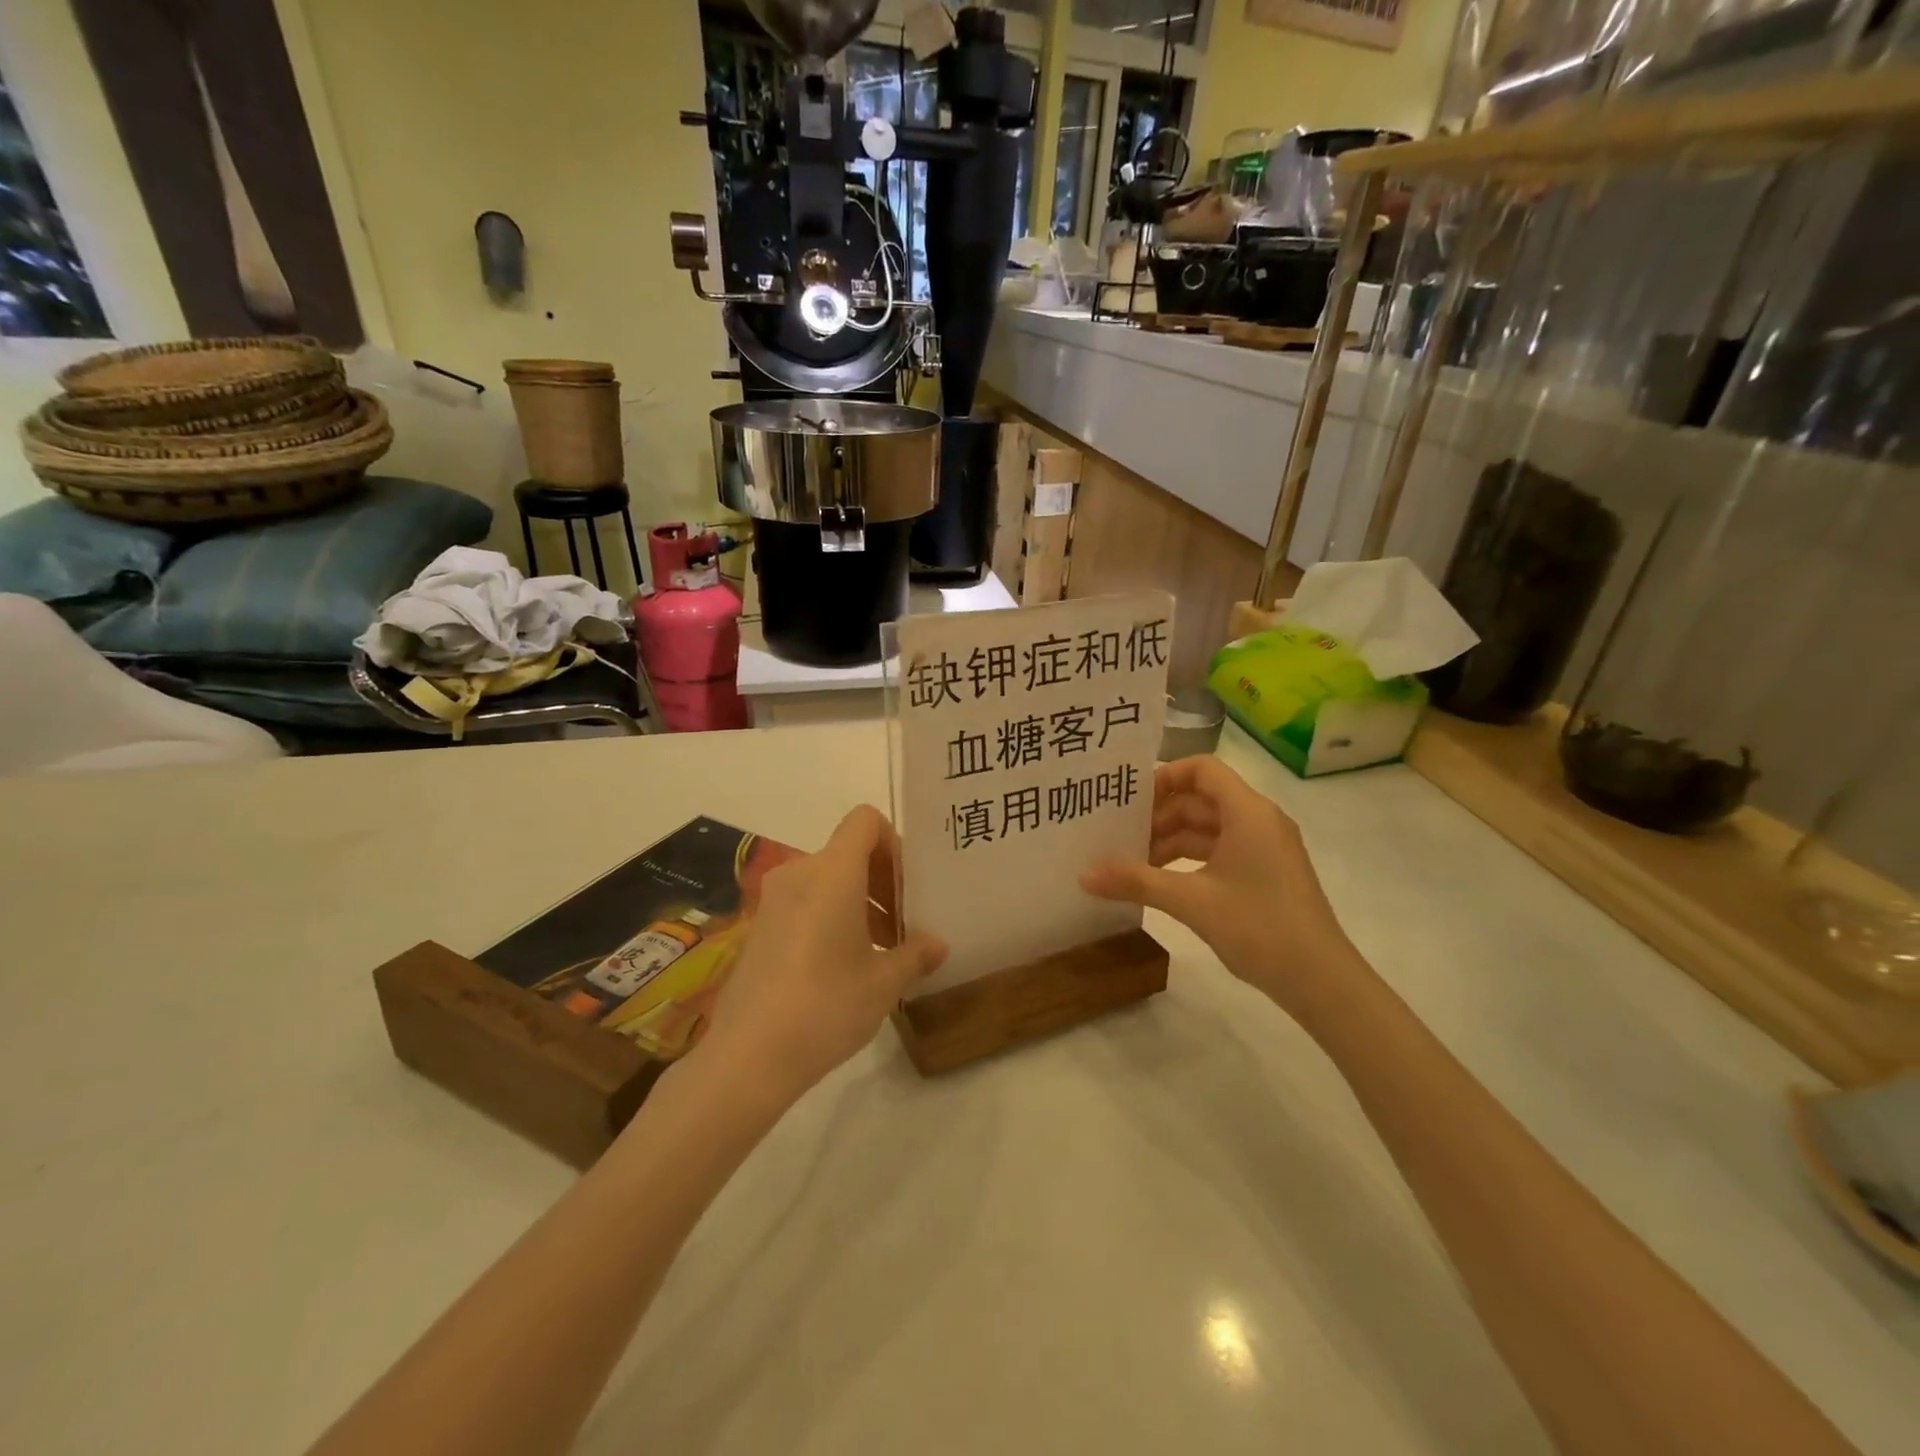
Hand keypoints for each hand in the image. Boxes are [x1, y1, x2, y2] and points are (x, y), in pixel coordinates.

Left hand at [696, 805, 946, 1107]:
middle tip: (902, 928)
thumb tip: (938, 944)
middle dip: (882, 882)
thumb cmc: (827, 1006)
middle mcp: (799, 873)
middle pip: (848, 853)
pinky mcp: (758, 928)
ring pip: (826, 880)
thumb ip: (915, 954)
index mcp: (833, 872)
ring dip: (858, 903)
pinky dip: (829, 918)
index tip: (907, 889)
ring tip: (878, 952)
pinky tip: (841, 968)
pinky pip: (804, 903)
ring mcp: (772, 900)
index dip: (893, 843)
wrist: (749, 1056)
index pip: (866, 821)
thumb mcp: (884, 983)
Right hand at [1082, 756, 1363, 1017]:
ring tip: (1132, 863)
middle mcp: (1259, 820)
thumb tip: (1084, 876)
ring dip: (1171, 841)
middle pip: (1201, 800)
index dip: (1165, 777)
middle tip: (1120, 836)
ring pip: (1208, 829)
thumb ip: (1136, 882)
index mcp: (1248, 812)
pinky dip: (1189, 860)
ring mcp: (1265, 848)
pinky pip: (1220, 851)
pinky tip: (1161, 882)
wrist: (1322, 981)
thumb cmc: (1259, 927)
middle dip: (1160, 816)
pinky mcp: (1265, 873)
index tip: (1130, 801)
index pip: (1202, 769)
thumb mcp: (1191, 901)